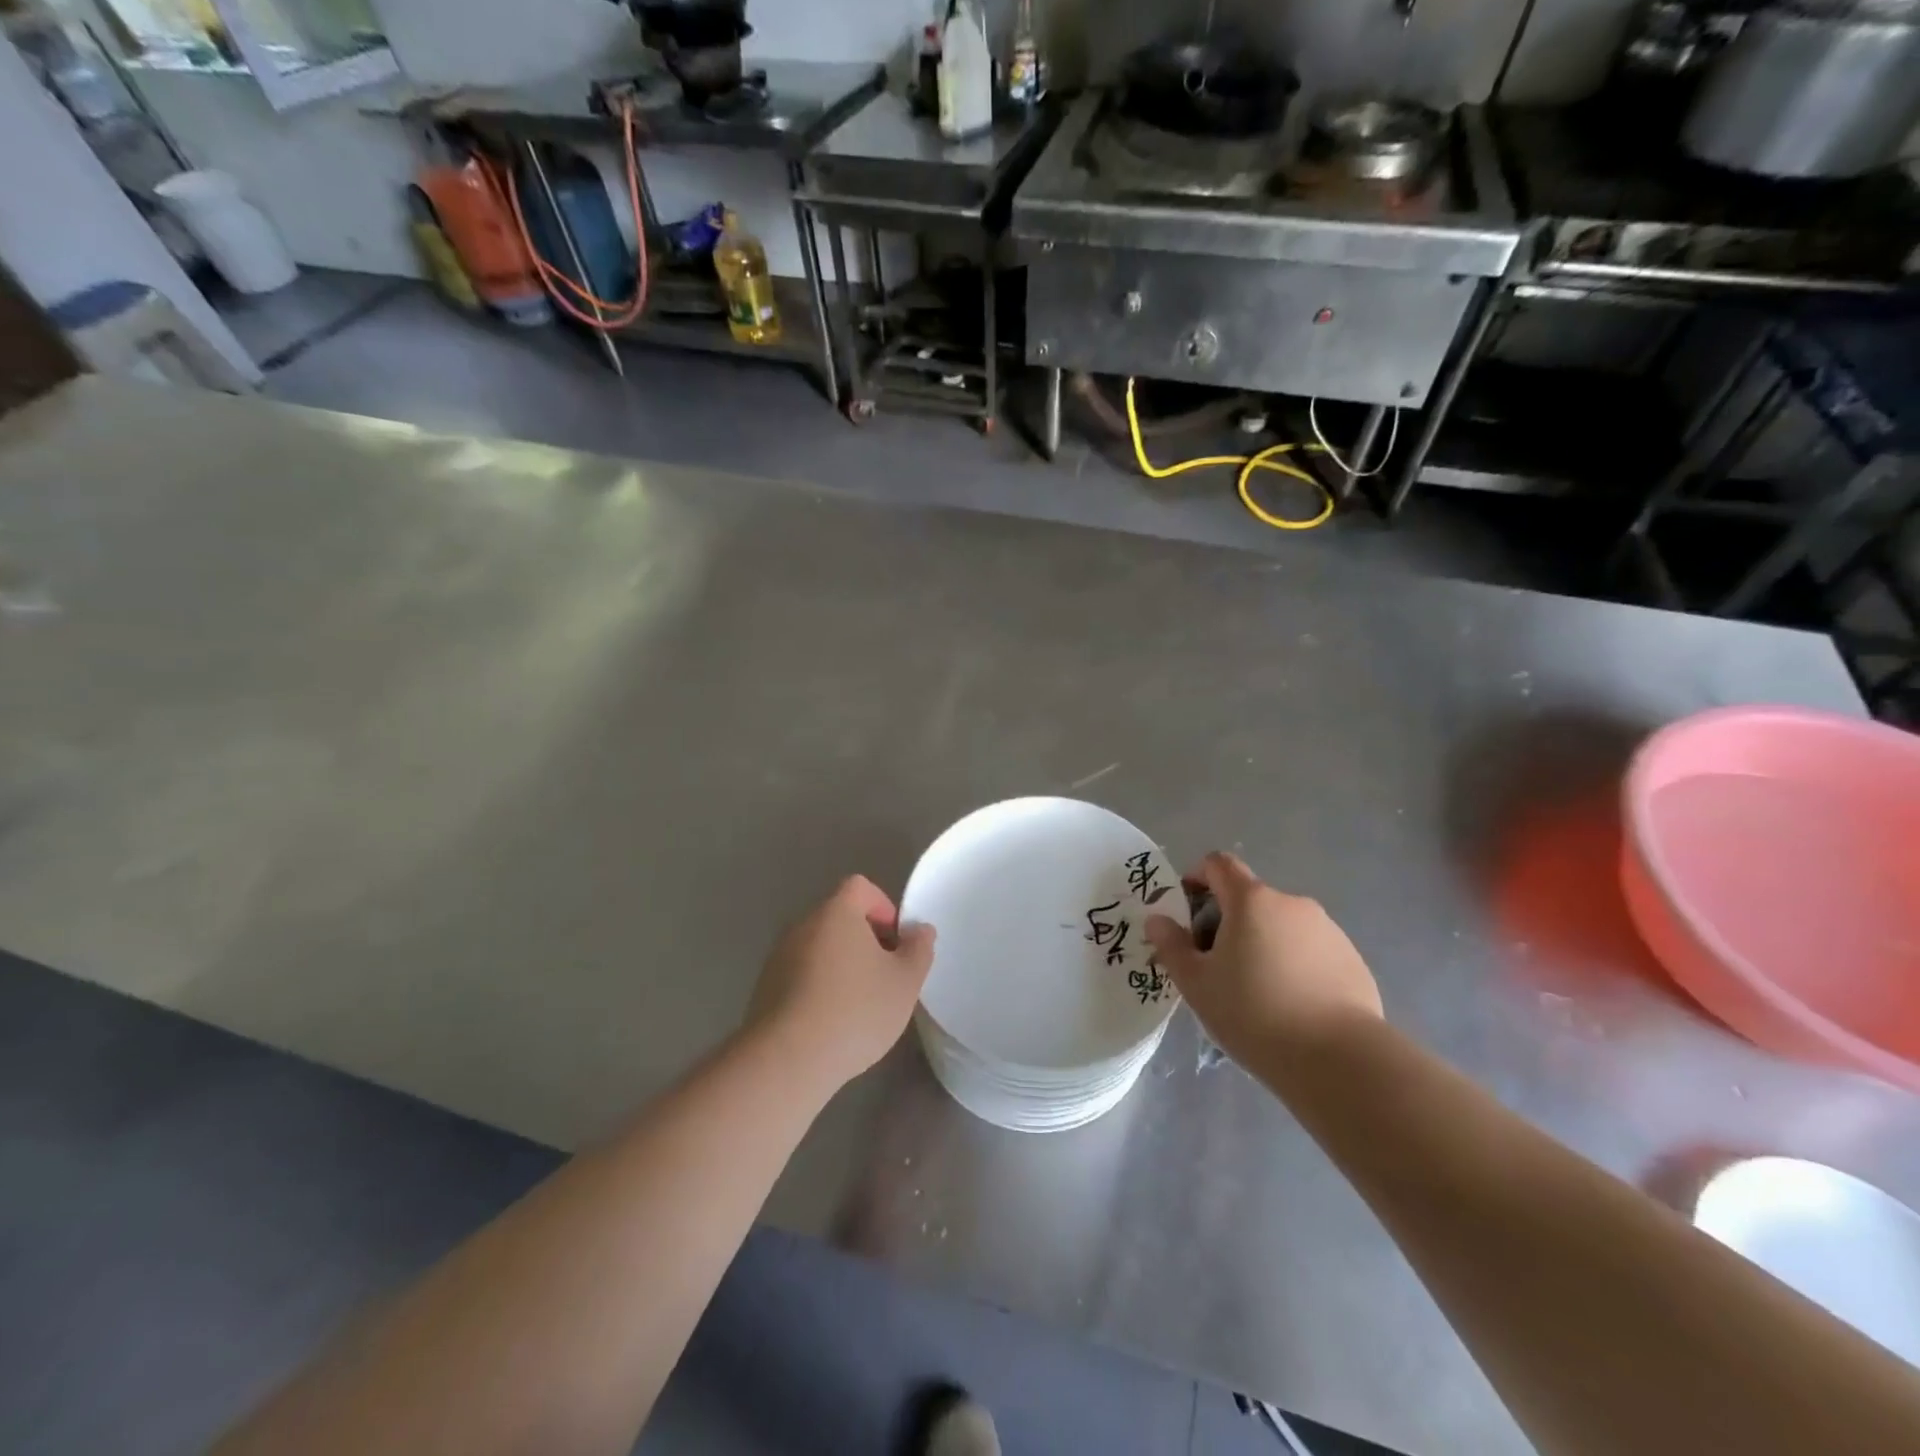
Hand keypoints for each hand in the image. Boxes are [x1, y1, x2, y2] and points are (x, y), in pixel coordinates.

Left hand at [744, 875, 935, 1093]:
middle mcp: (803, 924)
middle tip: (884, 976)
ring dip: (841, 965)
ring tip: (859, 1005)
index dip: (884, 907)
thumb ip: (918, 949)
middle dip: (865, 940)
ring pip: (820, 948)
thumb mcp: (905, 981)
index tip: (896, 942)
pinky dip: (819, 987)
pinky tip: (830, 1023)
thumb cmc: (855, 1010)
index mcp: (836, 912)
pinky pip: (801, 974)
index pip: (861, 887)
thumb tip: (920, 930)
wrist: (787, 1060)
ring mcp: (779, 956)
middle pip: (839, 917)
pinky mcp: (765, 988)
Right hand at [1145, 852, 1380, 1067]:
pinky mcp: (1353, 961)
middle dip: (1228, 923)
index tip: (1187, 912)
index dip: (1197, 878)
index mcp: (1251, 900)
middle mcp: (1292, 904)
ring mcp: (1328, 930)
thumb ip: (1171, 945)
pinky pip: (1311, 952)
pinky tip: (1293, 1007)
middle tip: (1216, 967)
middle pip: (1250, 899)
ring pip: (1281, 927)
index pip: (1218, 864)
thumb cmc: (1254, 1013)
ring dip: (1263, 945)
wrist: (1340, 1060)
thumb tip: (1157, 920)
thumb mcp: (1196, 984)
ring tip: (1257, 994)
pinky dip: (1295, 966)